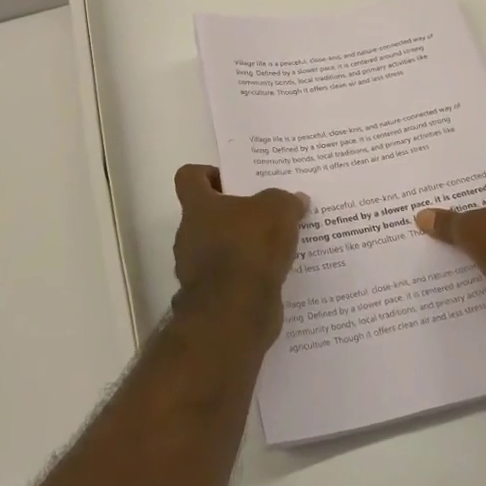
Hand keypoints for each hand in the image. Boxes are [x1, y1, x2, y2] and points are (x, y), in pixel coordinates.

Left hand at [171, 164, 307, 341]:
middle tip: (267, 214)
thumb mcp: (278, 210)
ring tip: (277, 246)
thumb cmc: (250, 247)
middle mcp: (189, 235)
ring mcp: (196, 269)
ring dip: (242, 247)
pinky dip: (247, 276)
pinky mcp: (211, 297)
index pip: (189, 177)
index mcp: (198, 206)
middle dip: (235, 214)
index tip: (232, 181)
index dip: (207, 174)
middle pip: (207, 215)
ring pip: (219, 248)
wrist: (235, 312)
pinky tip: (275, 274)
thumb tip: (296, 200)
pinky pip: (230, 278)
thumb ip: (286, 201)